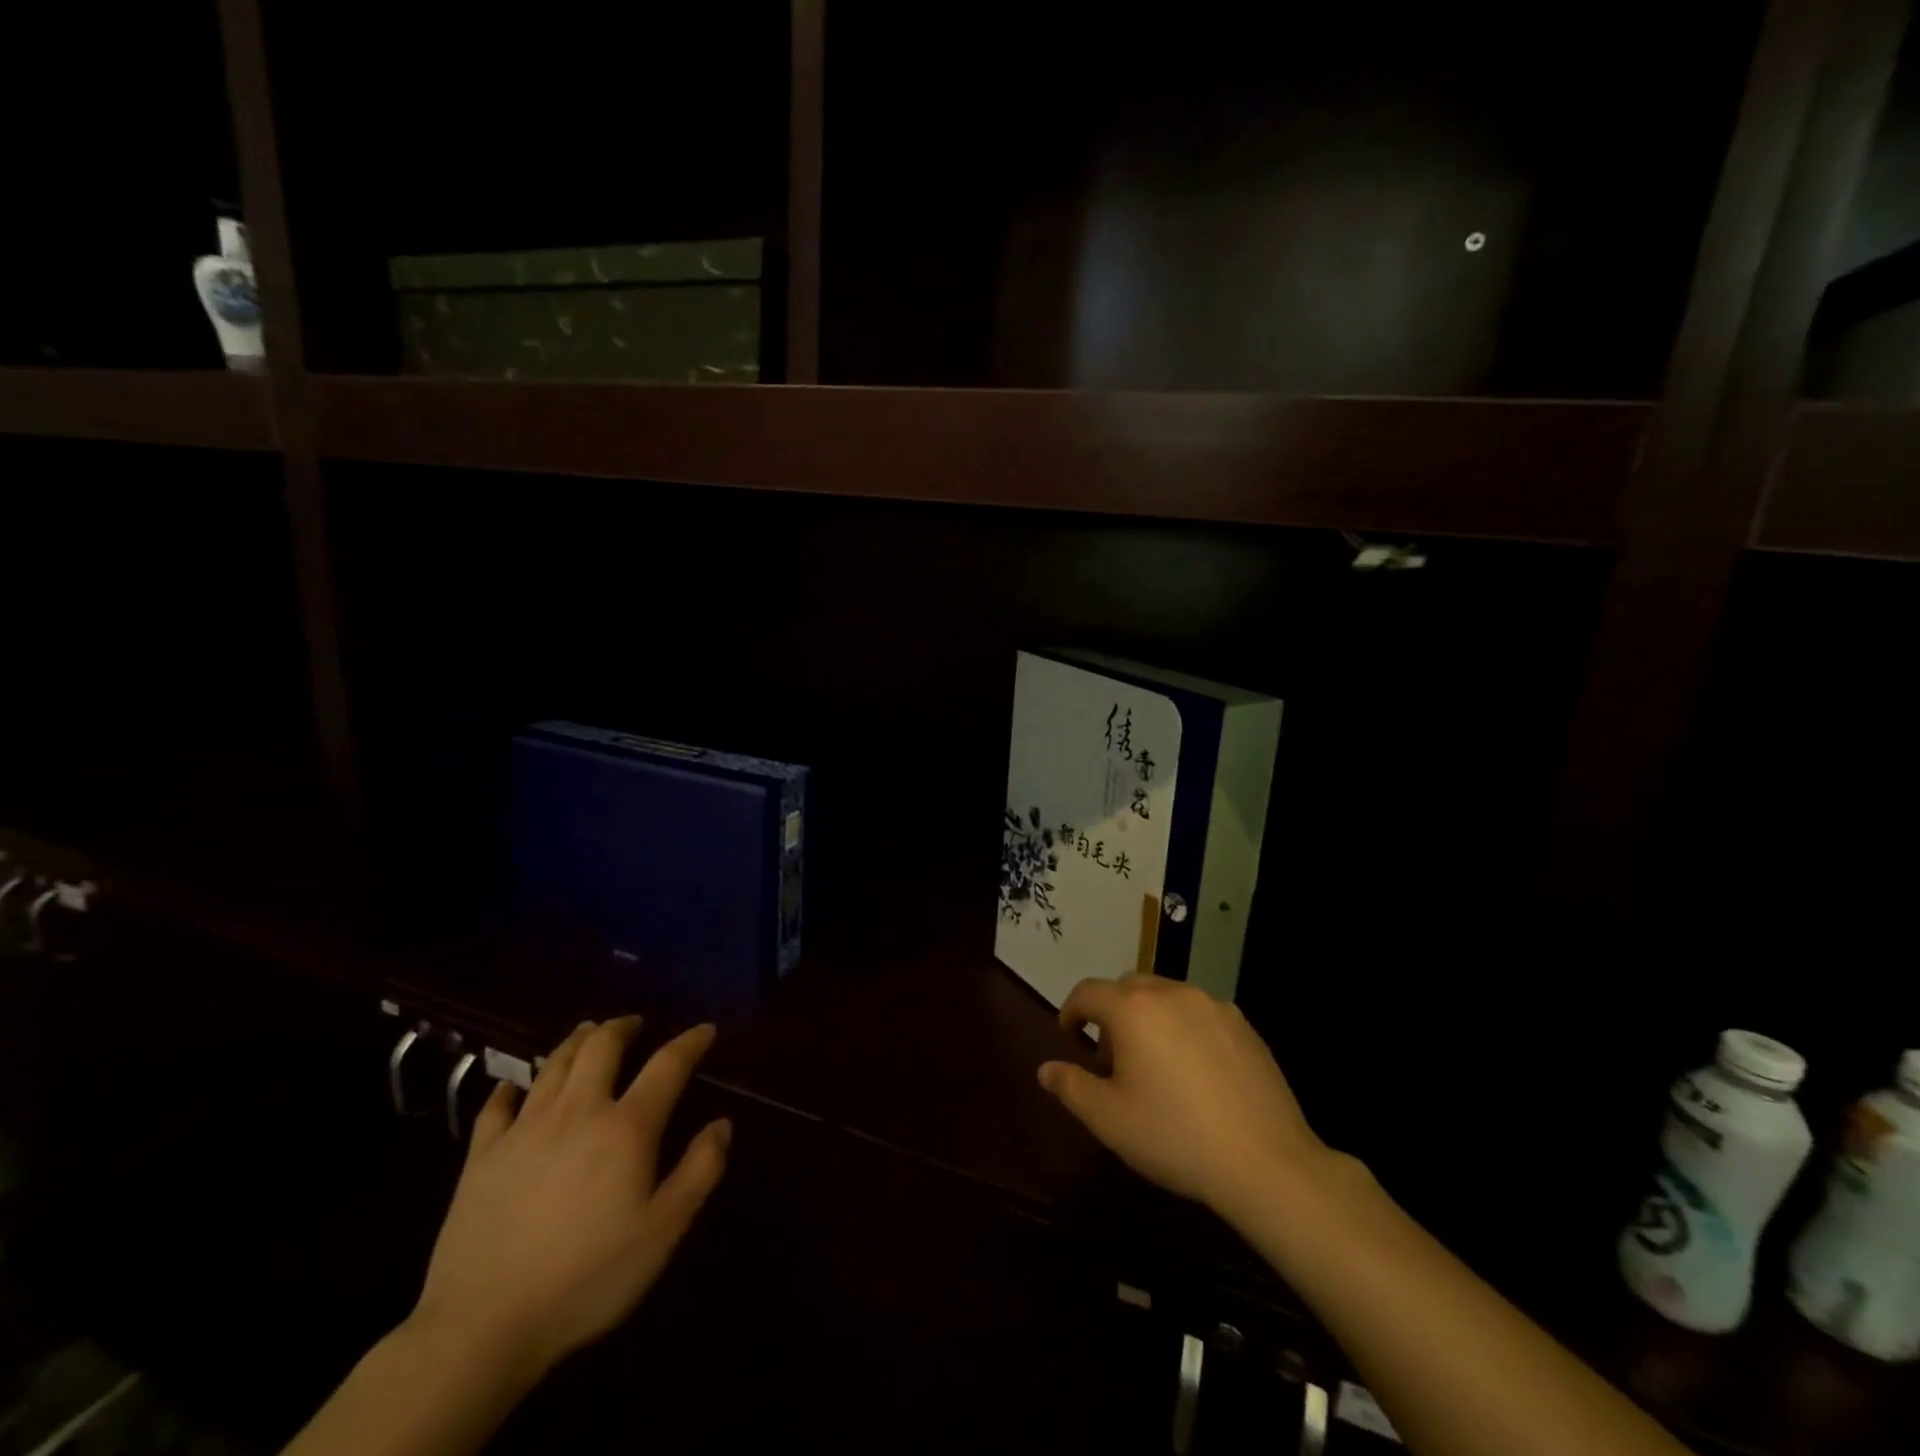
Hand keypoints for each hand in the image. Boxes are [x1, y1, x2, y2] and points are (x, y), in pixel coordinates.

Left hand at [413, 1017, 730, 1378]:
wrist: (482, 1327)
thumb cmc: (587, 1279)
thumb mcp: (662, 1232)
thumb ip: (699, 1171)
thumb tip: (722, 1124)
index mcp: (626, 1127)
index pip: (667, 1065)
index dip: (690, 1042)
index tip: (705, 1031)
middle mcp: (578, 1112)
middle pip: (602, 1047)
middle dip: (623, 1027)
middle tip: (635, 1024)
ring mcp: (524, 1130)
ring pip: (554, 1064)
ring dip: (577, 1041)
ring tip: (589, 1031)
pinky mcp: (482, 1157)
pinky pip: (497, 1105)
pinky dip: (510, 1086)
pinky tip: (514, 1084)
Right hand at [1038, 975, 1334, 1218]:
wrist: (1265, 1162)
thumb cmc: (1175, 1137)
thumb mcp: (1109, 1120)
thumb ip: (1071, 1087)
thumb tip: (1046, 1069)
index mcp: (1133, 1009)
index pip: (1088, 992)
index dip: (1072, 1011)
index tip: (1069, 1036)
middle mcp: (1171, 993)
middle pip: (1127, 987)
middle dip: (1111, 1012)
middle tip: (1110, 1056)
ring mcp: (1212, 1005)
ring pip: (1166, 995)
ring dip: (1148, 1016)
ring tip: (1153, 1062)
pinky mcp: (1243, 1024)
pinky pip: (1199, 1012)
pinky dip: (1183, 1026)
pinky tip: (1194, 1070)